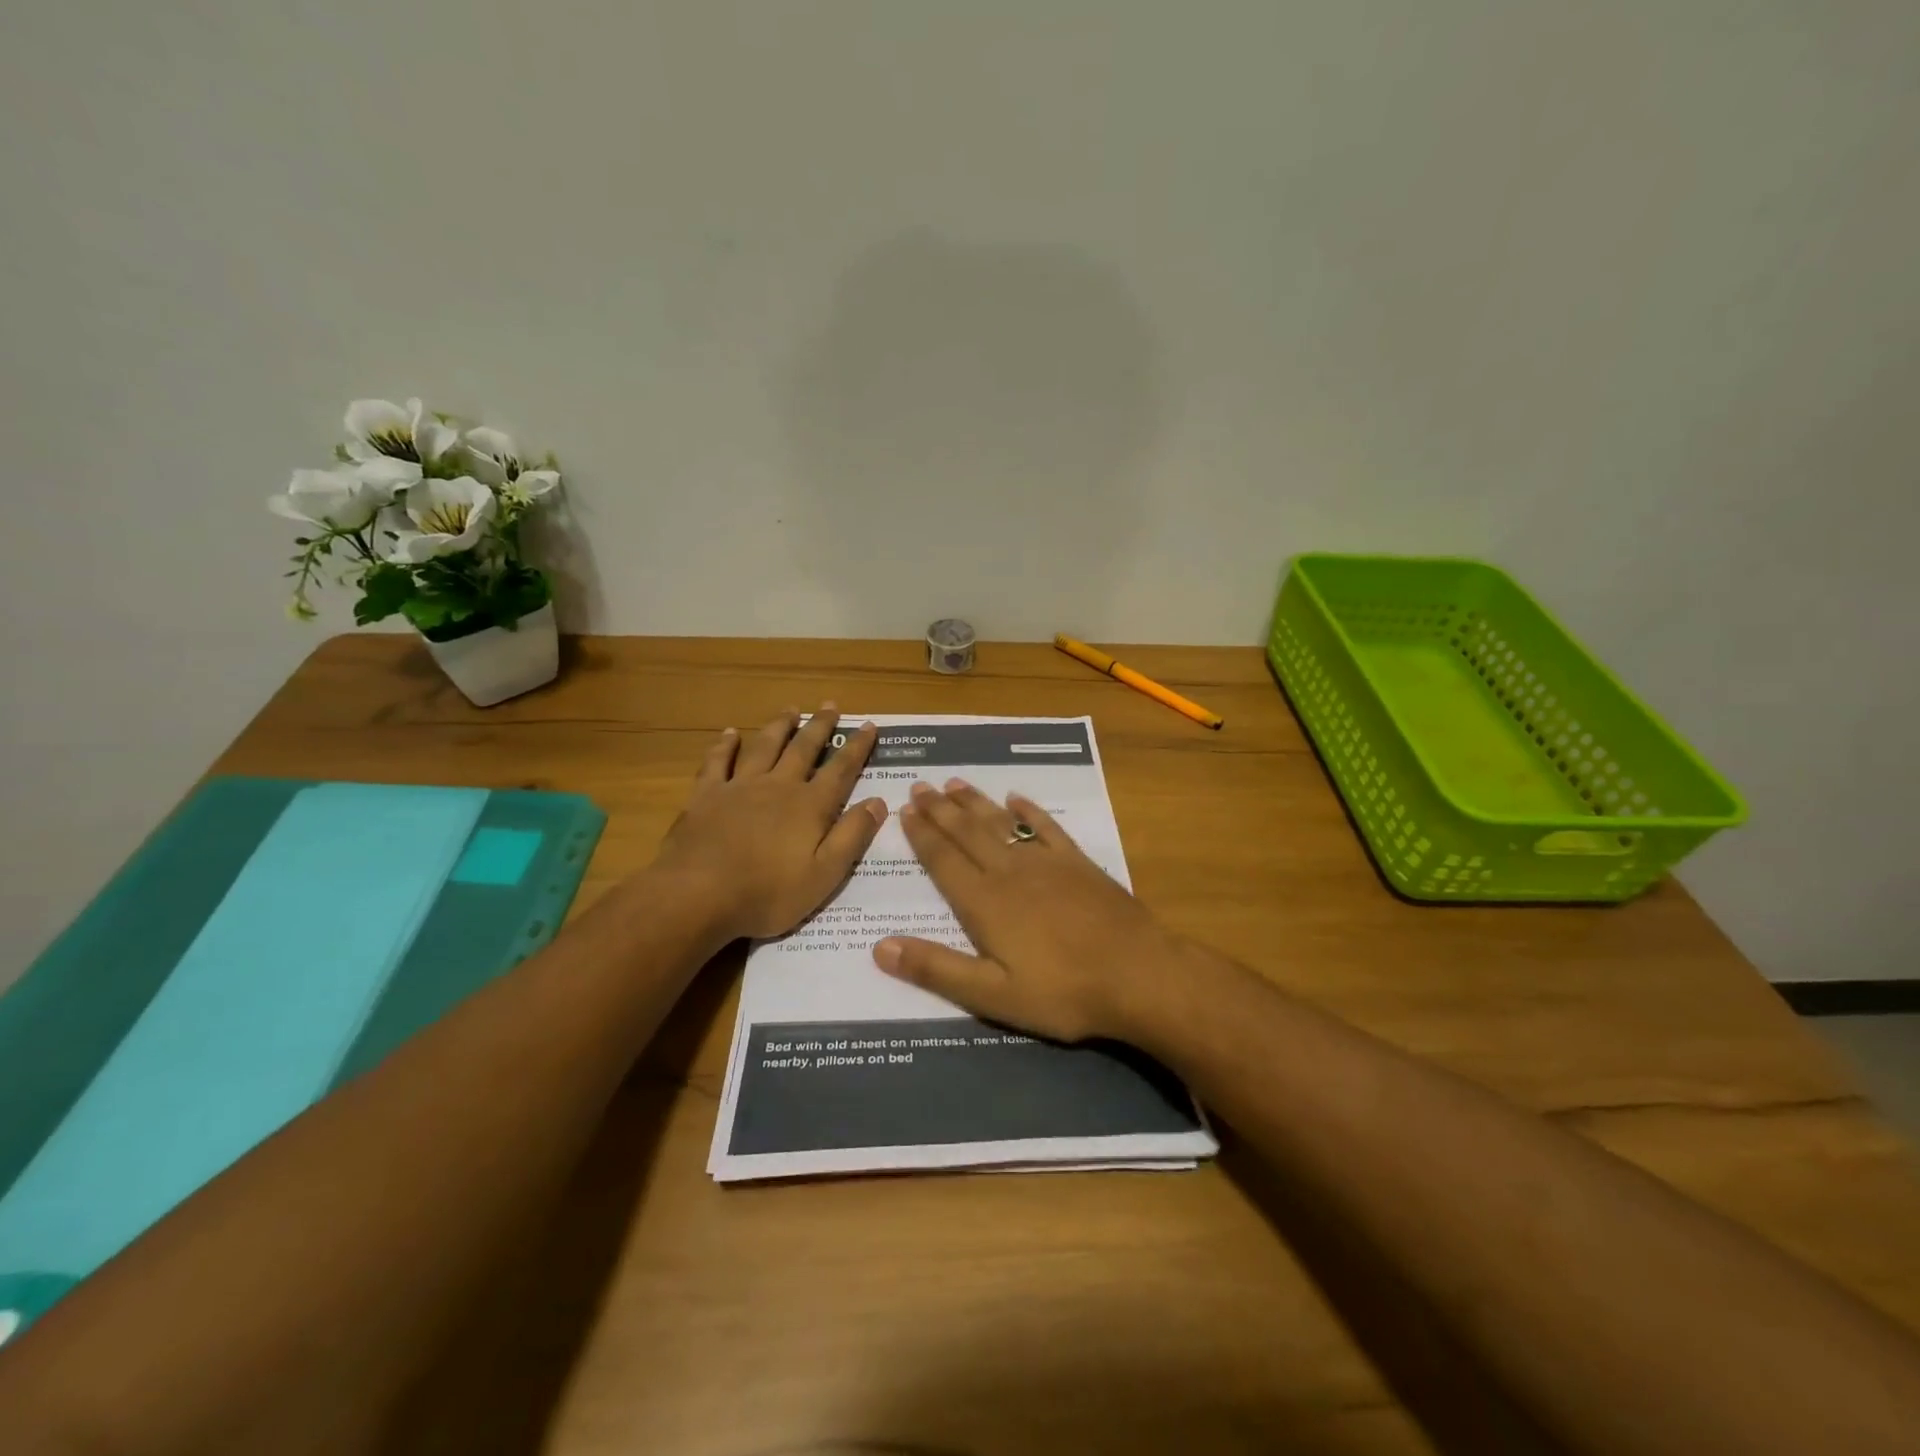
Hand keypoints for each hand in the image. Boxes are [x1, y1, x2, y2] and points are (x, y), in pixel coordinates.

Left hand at [650, 708, 886, 941]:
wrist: (697, 895)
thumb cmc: (767, 893)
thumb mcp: (824, 875)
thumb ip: (852, 836)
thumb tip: (878, 802)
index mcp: (810, 806)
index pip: (841, 770)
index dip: (857, 747)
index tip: (868, 725)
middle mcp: (778, 786)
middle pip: (803, 749)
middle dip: (820, 727)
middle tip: (830, 705)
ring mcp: (739, 787)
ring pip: (765, 746)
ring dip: (779, 726)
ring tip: (791, 709)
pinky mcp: (706, 795)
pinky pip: (717, 762)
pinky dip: (725, 745)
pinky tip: (730, 733)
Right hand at [872, 780, 1183, 1041]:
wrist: (1138, 974)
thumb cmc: (1062, 992)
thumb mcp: (992, 996)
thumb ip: (936, 970)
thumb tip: (880, 947)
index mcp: (984, 903)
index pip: (943, 861)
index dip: (921, 835)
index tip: (904, 810)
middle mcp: (1009, 872)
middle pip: (967, 833)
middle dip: (940, 810)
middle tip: (919, 786)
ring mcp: (1046, 863)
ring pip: (1001, 823)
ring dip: (975, 803)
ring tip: (954, 783)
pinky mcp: (1078, 863)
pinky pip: (1047, 827)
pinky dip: (1029, 810)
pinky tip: (1016, 798)